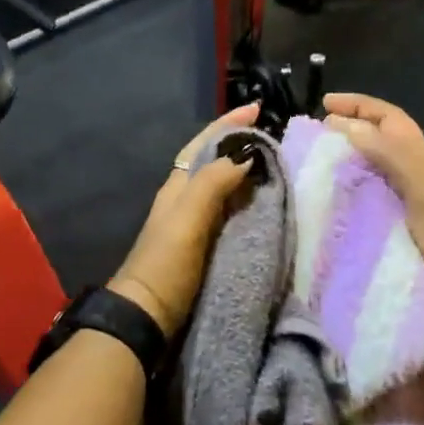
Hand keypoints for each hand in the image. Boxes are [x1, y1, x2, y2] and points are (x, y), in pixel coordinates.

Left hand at [109, 105, 260, 336]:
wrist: (148, 315)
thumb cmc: (166, 262)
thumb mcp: (188, 217)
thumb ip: (213, 182)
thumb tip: (245, 154)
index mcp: (179, 186)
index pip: (205, 144)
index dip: (228, 124)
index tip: (256, 108)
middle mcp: (186, 198)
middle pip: (214, 161)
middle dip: (239, 144)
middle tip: (273, 137)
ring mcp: (194, 223)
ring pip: (223, 186)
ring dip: (245, 172)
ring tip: (275, 167)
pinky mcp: (204, 246)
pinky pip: (230, 212)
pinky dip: (247, 201)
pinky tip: (265, 207)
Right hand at [321, 92, 423, 296]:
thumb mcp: (423, 186)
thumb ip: (391, 153)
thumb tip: (345, 125)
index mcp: (415, 152)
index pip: (385, 116)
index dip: (358, 105)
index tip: (324, 104)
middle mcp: (403, 167)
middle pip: (372, 136)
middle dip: (343, 127)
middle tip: (309, 133)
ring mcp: (393, 194)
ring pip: (362, 162)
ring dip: (338, 155)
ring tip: (307, 158)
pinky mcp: (382, 219)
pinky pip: (356, 192)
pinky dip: (337, 186)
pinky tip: (319, 194)